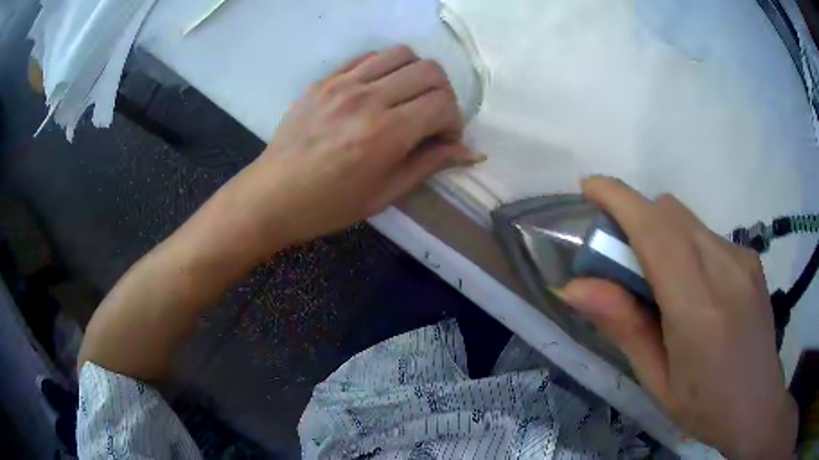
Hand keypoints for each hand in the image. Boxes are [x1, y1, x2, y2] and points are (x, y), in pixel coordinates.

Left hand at [229, 45, 478, 252]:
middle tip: (431, 117)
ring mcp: (343, 83)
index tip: (444, 138)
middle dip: (443, 93)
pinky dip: (385, 68)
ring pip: (401, 54)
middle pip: (429, 70)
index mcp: (386, 133)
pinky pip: (368, 57)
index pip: (443, 103)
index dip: (454, 121)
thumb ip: (430, 163)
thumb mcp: (386, 192)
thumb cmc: (330, 204)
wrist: (273, 194)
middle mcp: (368, 98)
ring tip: (407, 98)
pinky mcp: (325, 79)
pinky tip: (379, 91)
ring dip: (416, 74)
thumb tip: (471, 151)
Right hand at [560, 177, 796, 458]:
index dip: (618, 199)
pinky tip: (696, 292)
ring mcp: (743, 259)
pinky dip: (687, 247)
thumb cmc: (705, 407)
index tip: (589, 187)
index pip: (655, 230)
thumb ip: (623, 327)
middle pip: (670, 213)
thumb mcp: (656, 380)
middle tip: (623, 267)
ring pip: (688, 221)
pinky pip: (707, 235)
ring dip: (662, 237)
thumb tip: (573, 287)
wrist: (757, 405)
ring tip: (662, 288)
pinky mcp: (751, 259)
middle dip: (637, 221)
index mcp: (698, 307)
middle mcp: (724, 267)